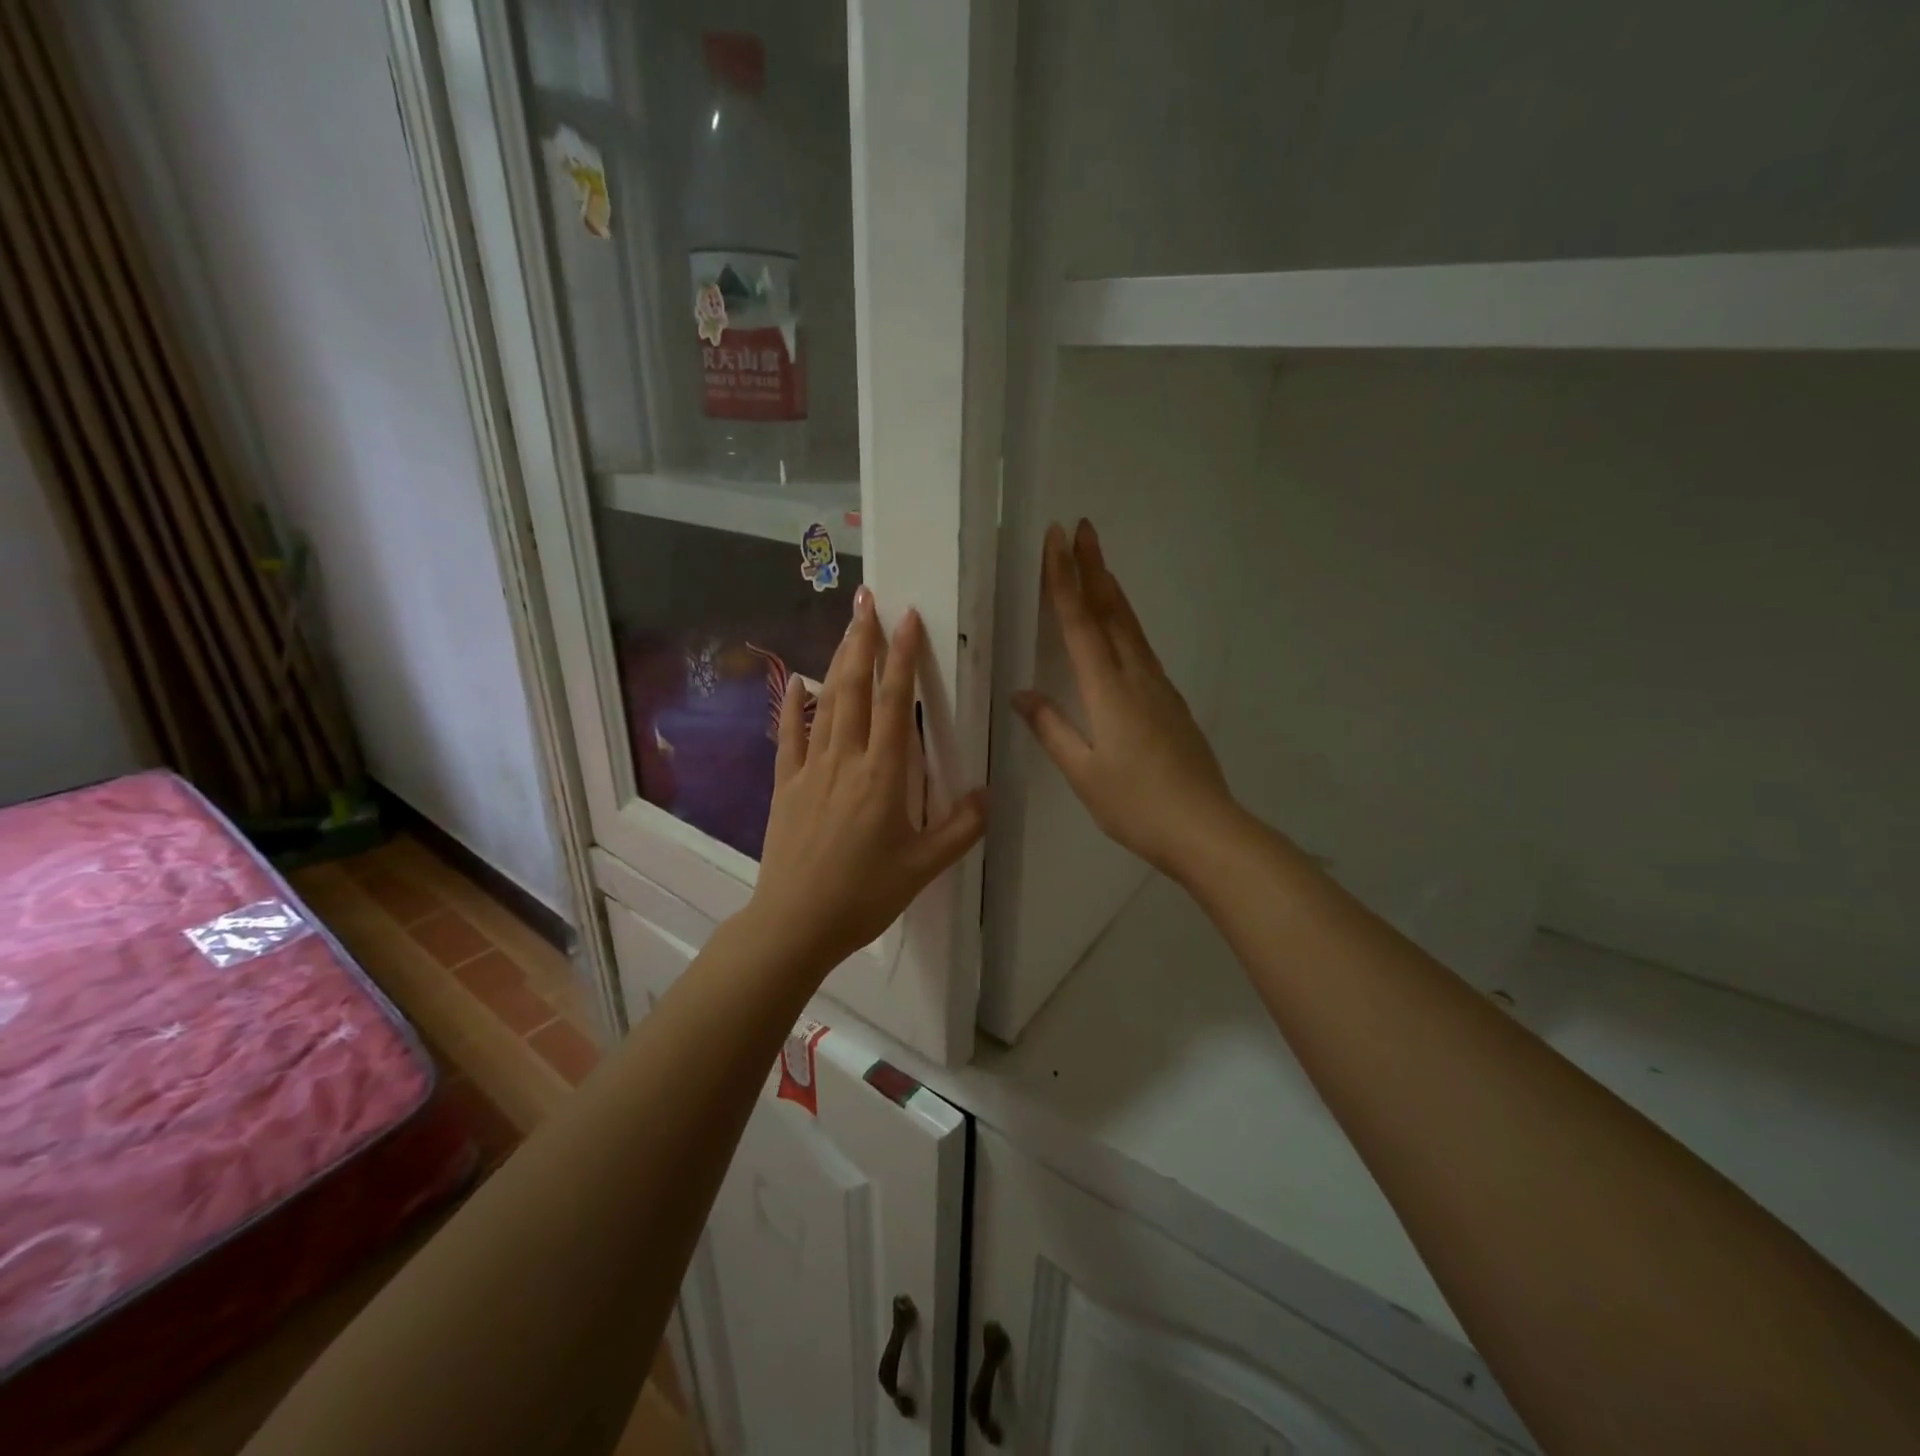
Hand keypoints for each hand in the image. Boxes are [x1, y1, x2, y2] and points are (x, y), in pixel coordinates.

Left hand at [748, 586, 987, 973]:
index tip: (908, 619)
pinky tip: (798, 681)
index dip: (902, 657)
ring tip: (847, 627)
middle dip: (863, 640)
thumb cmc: (864, 896)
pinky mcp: (786, 785)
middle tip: (868, 600)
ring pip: (825, 702)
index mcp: (883, 775)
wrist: (796, 923)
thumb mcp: (923, 868)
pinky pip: (789, 735)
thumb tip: (987, 794)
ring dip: (836, 661)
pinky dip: (794, 704)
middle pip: (854, 688)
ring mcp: (811, 769)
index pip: (894, 702)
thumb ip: (961, 829)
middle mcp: (846, 759)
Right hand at [1014, 519, 1241, 882]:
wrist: (1204, 827)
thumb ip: (1051, 728)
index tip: (1057, 540)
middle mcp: (1136, 677)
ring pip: (1131, 627)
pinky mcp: (1171, 701)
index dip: (1065, 580)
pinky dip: (1125, 623)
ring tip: (1098, 564)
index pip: (1081, 623)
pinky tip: (1121, 626)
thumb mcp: (1083, 772)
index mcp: (1108, 691)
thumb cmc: (1135, 804)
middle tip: (1082, 528)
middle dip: (1093, 567)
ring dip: (1112, 590)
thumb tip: (1022, 694)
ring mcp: (1159, 687)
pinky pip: (1142, 648)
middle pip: (1111, 612)